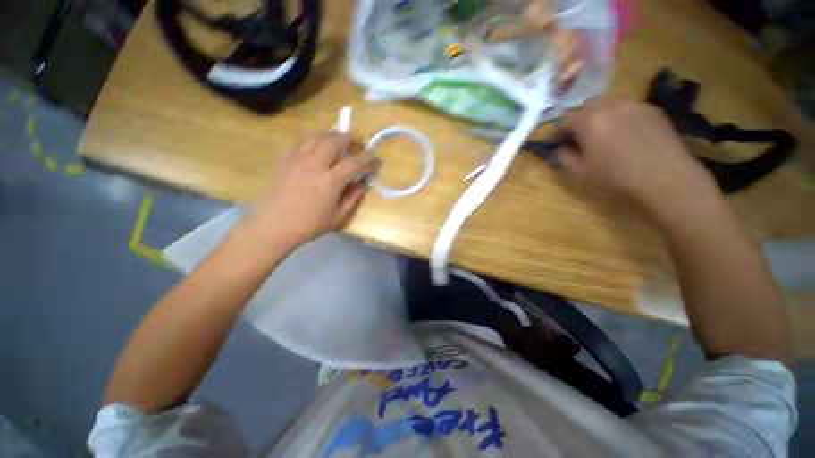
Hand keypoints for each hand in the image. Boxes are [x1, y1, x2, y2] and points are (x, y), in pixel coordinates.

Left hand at [247, 133, 379, 246]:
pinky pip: (301, 142)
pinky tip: (316, 148)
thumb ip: (353, 198)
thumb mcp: (338, 217)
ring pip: (317, 136)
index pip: (355, 162)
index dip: (369, 159)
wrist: (273, 226)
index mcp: (331, 181)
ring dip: (331, 135)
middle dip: (350, 138)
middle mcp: (315, 164)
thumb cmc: (309, 225)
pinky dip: (313, 140)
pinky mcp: (285, 160)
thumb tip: (363, 184)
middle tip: (357, 143)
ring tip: (338, 141)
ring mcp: (298, 159)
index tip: (376, 160)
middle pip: (335, 140)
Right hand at [555, 99, 718, 218]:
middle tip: (579, 136)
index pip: (565, 119)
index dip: (558, 131)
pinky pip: (628, 108)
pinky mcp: (653, 109)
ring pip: (609, 104)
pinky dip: (620, 117)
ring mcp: (635, 105)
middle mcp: (611, 106)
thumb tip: (560, 148)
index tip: (557, 142)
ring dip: (599, 116)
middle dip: (579, 119)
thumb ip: (565, 158)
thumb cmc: (617, 178)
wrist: (666, 178)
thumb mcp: (582, 173)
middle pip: (587, 105)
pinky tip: (626, 135)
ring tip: (604, 134)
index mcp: (590, 122)